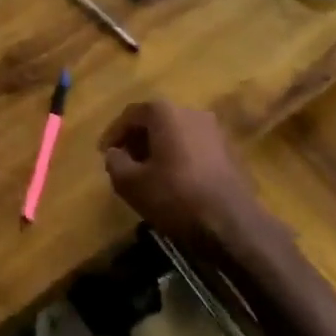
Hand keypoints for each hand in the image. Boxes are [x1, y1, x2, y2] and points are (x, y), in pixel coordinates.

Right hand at [100, 100, 267, 254]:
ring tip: (148, 174)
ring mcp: (216, 130)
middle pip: (156, 120)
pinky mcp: (230, 151)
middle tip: (124, 162)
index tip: (103, 153)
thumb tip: (116, 153)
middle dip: (137, 140)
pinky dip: (180, 158)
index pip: (131, 114)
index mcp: (166, 113)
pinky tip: (174, 181)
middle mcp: (192, 112)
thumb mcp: (130, 183)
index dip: (114, 133)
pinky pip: (195, 147)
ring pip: (177, 134)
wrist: (232, 223)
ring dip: (159, 149)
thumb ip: (114, 162)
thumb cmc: (175, 196)